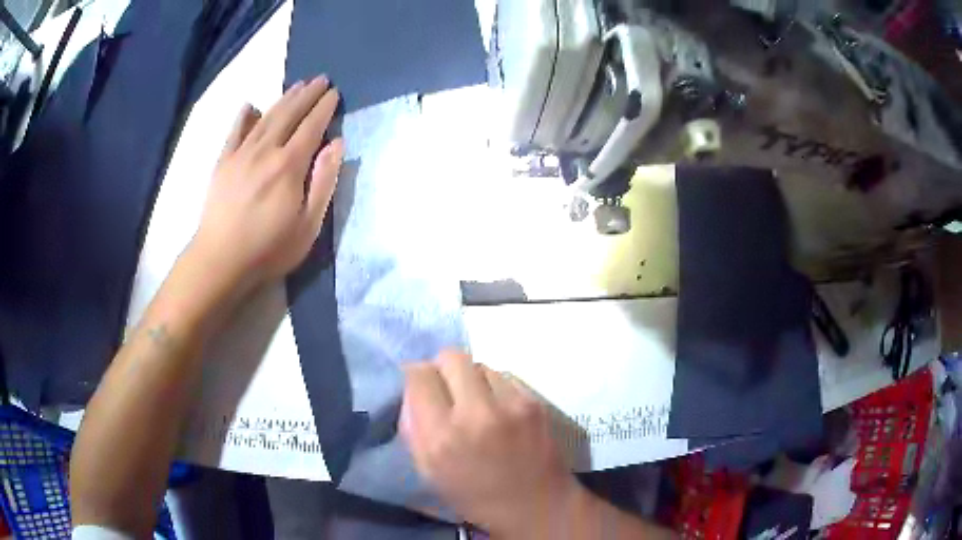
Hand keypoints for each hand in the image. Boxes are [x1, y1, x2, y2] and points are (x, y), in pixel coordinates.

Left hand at [192, 77, 343, 289]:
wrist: (220, 261)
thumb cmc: (268, 248)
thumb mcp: (308, 225)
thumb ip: (324, 182)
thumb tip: (337, 144)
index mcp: (289, 165)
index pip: (312, 126)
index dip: (324, 108)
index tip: (335, 93)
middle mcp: (265, 150)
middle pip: (289, 114)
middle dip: (307, 94)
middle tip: (321, 79)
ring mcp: (241, 154)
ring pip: (266, 117)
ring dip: (283, 98)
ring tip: (297, 84)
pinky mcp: (223, 163)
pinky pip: (234, 131)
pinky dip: (244, 116)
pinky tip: (250, 105)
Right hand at [401, 351, 581, 537]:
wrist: (537, 506)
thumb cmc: (476, 497)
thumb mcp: (429, 472)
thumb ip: (414, 428)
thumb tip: (413, 390)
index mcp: (442, 437)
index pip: (419, 375)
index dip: (416, 376)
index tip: (421, 387)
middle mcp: (476, 414)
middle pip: (451, 357)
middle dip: (443, 369)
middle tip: (447, 390)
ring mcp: (510, 405)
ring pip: (480, 364)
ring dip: (472, 379)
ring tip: (477, 404)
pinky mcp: (535, 402)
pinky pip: (505, 377)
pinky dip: (496, 388)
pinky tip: (500, 410)